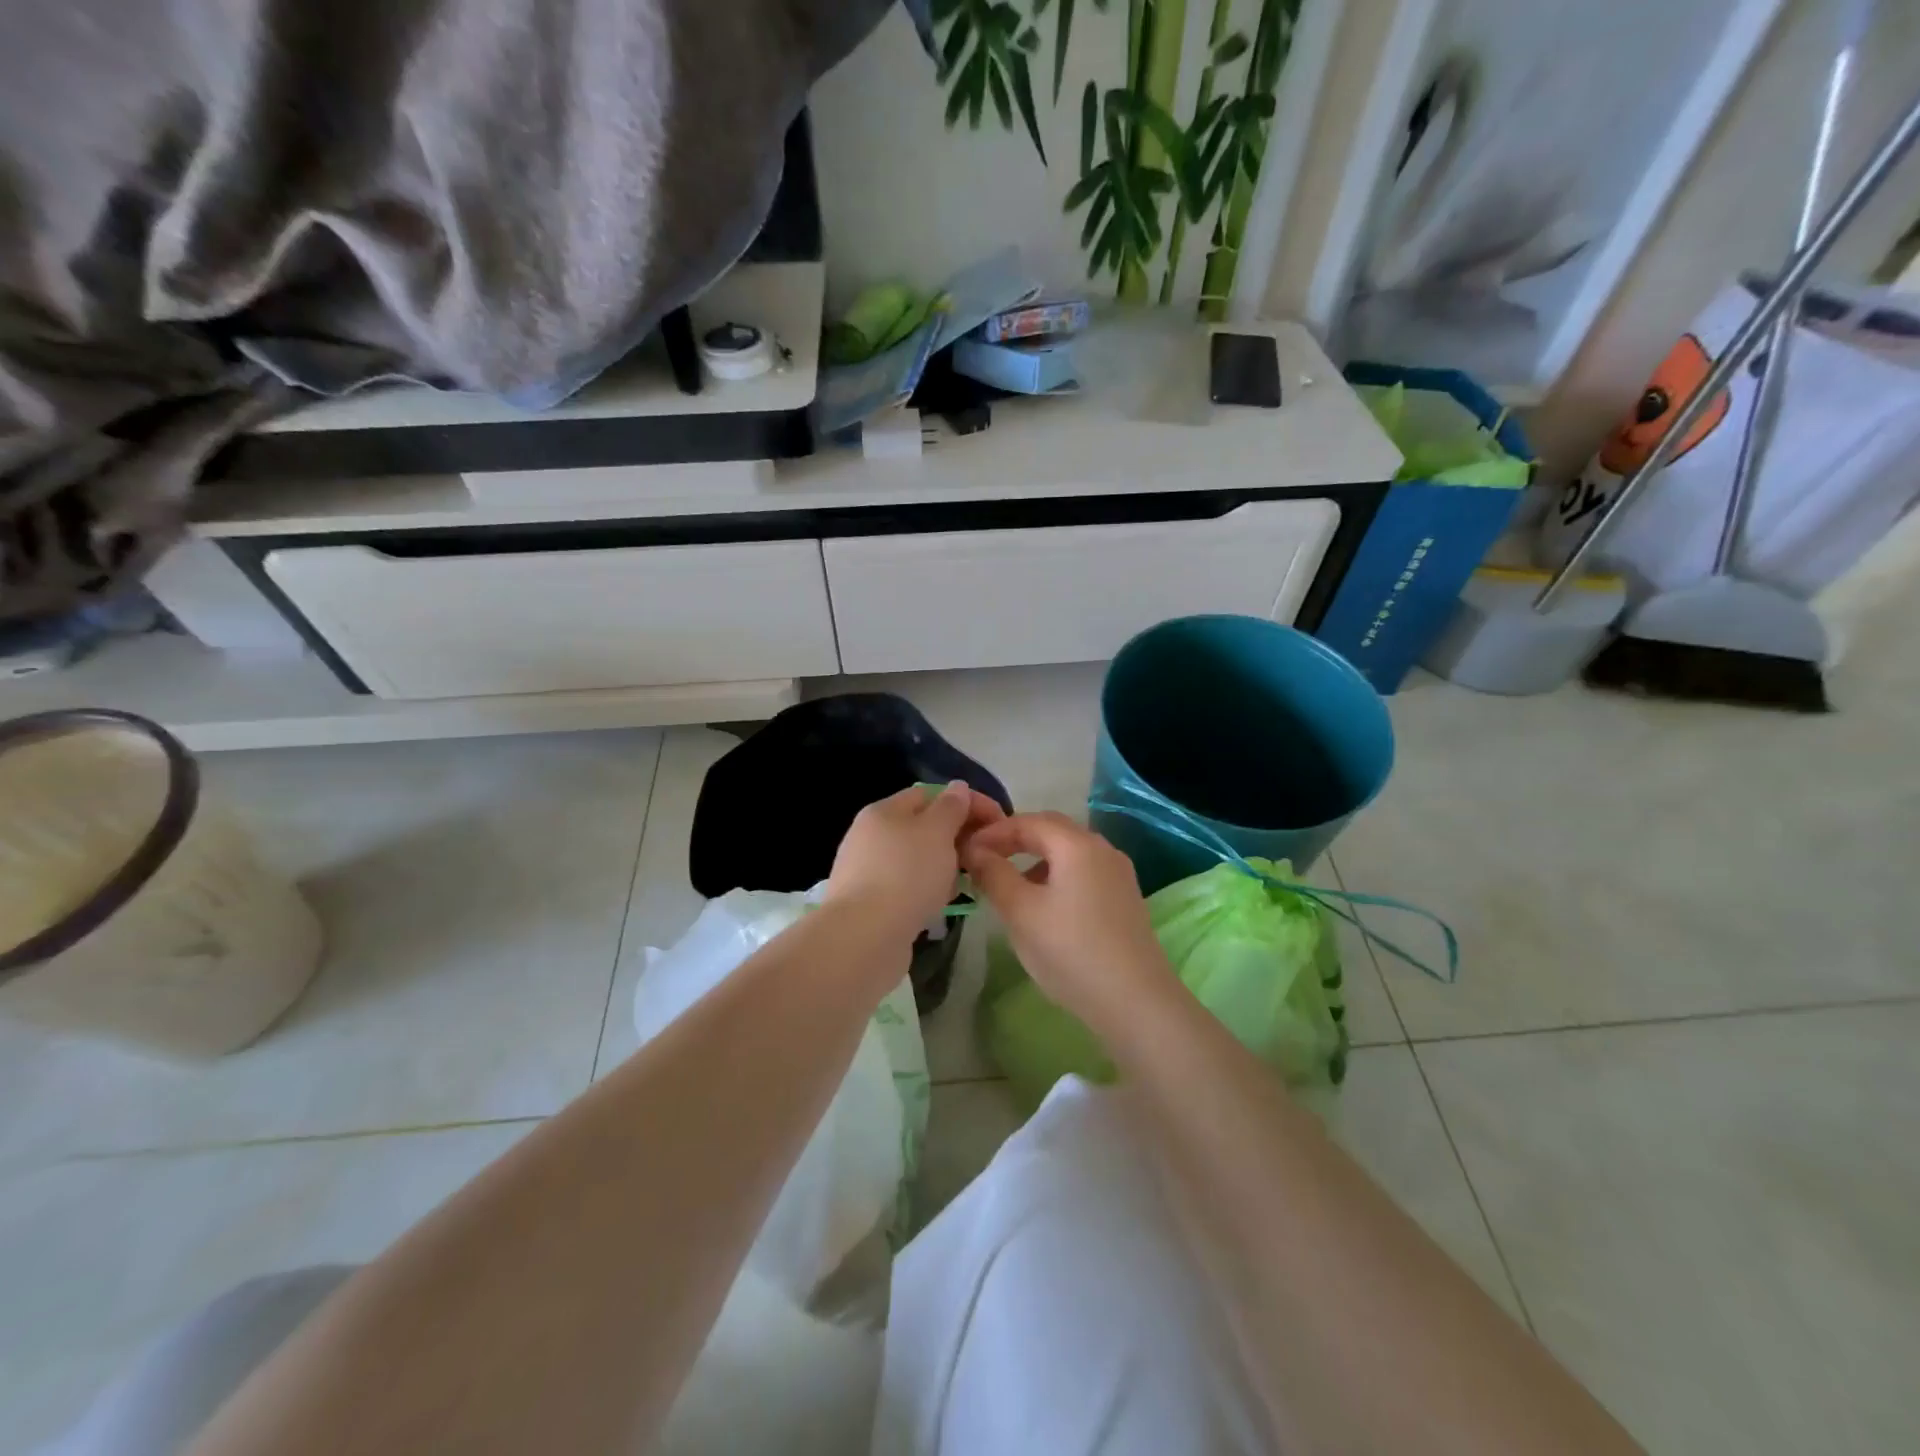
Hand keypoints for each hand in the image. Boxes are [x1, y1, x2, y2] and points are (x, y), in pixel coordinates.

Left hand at [825, 782, 1003, 941]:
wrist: (864, 938)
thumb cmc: (906, 875)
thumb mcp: (936, 832)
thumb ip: (951, 808)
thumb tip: (958, 787)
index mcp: (883, 811)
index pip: (931, 794)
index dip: (967, 802)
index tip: (999, 822)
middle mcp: (871, 835)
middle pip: (922, 826)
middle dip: (957, 835)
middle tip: (987, 853)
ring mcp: (867, 870)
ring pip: (917, 858)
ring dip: (945, 864)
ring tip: (969, 879)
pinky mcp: (870, 902)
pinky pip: (908, 886)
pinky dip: (929, 888)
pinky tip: (944, 902)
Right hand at [961, 812, 1179, 1032]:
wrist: (1136, 1002)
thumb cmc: (1071, 951)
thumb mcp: (1021, 912)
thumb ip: (993, 874)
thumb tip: (974, 850)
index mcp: (1077, 844)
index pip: (1028, 821)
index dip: (993, 832)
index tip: (965, 850)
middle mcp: (1102, 848)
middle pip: (1052, 830)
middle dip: (1015, 839)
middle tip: (985, 858)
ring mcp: (1118, 873)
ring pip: (1069, 852)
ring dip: (1036, 858)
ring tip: (1009, 883)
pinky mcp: (1125, 898)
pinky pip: (1083, 871)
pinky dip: (1056, 875)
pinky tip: (1044, 905)